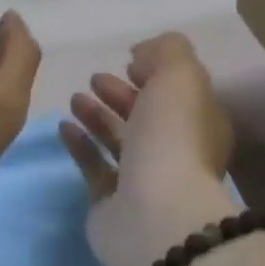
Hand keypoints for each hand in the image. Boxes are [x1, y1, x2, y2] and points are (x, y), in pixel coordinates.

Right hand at [60, 33, 237, 265]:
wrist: (155, 213)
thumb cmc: (172, 138)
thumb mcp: (180, 76)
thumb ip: (165, 51)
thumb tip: (141, 56)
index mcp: (200, 124)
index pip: (178, 93)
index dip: (155, 74)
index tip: (127, 61)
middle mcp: (175, 152)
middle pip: (147, 116)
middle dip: (120, 94)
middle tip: (94, 79)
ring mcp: (144, 181)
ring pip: (119, 140)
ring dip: (97, 115)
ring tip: (74, 98)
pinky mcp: (112, 203)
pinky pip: (94, 166)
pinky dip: (80, 144)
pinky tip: (64, 126)